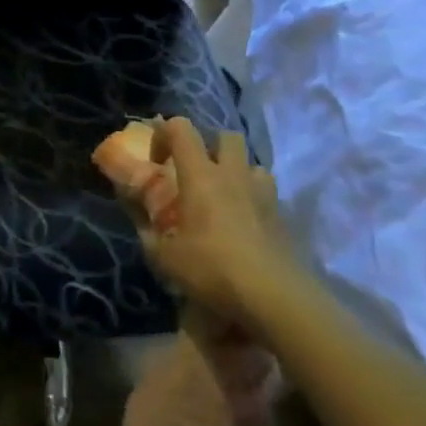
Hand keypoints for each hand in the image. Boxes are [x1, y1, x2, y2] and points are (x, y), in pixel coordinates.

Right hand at [133, 118, 307, 327]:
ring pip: (253, 164)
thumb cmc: (212, 269)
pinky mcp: (283, 217)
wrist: (274, 297)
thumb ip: (149, 235)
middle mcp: (233, 174)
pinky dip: (255, 200)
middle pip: (226, 137)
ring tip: (225, 197)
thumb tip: (142, 225)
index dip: (164, 133)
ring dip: (238, 173)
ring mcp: (263, 194)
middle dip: (210, 146)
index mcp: (200, 175)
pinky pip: (267, 194)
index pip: (181, 129)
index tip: (157, 160)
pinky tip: (245, 225)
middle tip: (197, 173)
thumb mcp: (164, 258)